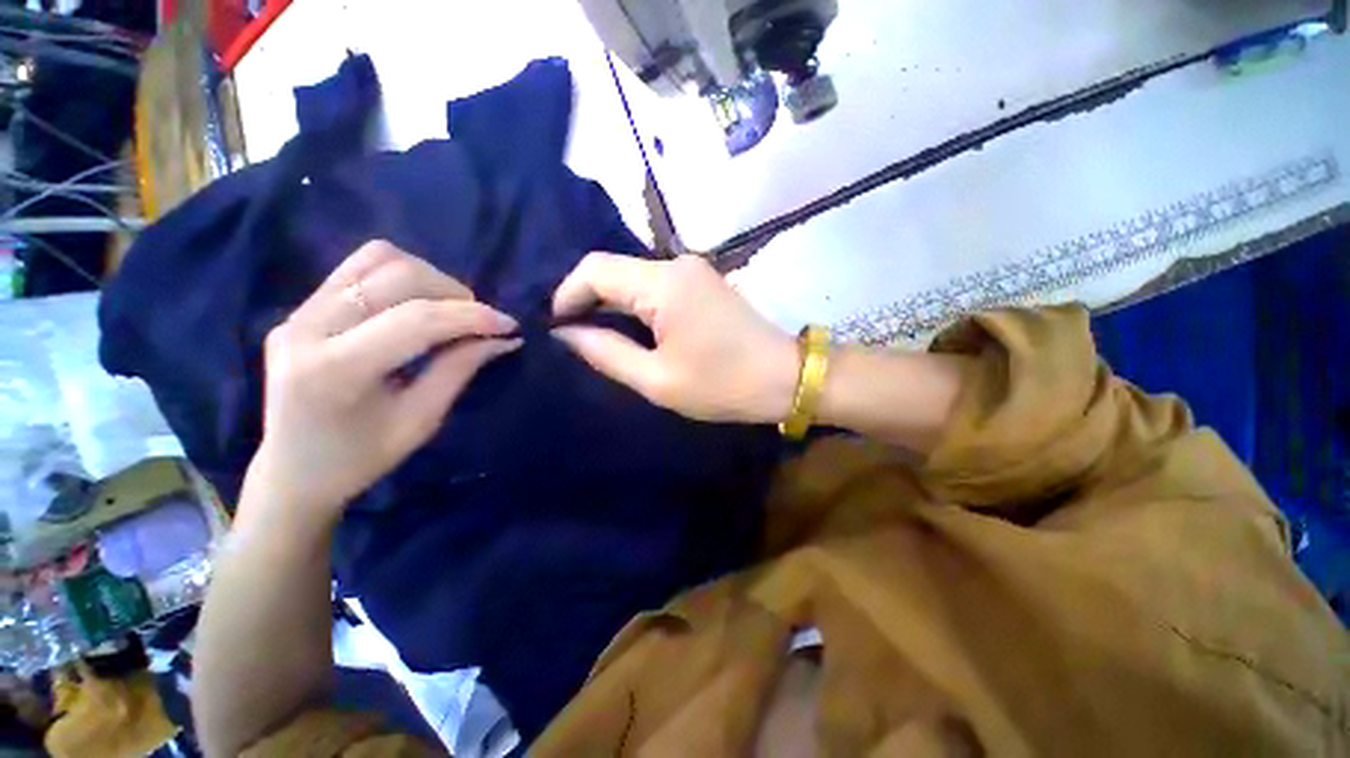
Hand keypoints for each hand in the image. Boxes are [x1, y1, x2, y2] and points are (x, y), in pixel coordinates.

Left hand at [241, 241, 519, 531]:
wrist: (291, 472)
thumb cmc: (360, 459)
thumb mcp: (421, 420)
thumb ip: (460, 369)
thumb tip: (504, 339)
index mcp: (334, 370)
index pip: (416, 320)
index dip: (472, 317)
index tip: (509, 326)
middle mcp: (307, 328)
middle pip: (396, 275)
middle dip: (452, 292)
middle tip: (477, 321)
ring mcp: (298, 312)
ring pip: (377, 258)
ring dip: (428, 278)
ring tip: (448, 309)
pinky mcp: (300, 308)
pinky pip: (359, 268)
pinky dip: (402, 276)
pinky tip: (417, 304)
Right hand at [552, 253, 797, 423]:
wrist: (786, 377)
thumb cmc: (724, 385)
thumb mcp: (658, 379)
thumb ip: (606, 352)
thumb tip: (566, 332)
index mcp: (664, 284)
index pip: (595, 269)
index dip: (567, 294)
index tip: (555, 327)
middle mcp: (676, 264)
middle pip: (613, 269)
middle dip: (586, 299)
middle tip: (571, 336)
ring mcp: (693, 271)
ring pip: (633, 278)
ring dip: (610, 304)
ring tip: (594, 336)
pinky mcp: (702, 283)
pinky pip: (655, 286)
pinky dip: (634, 305)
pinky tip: (630, 329)